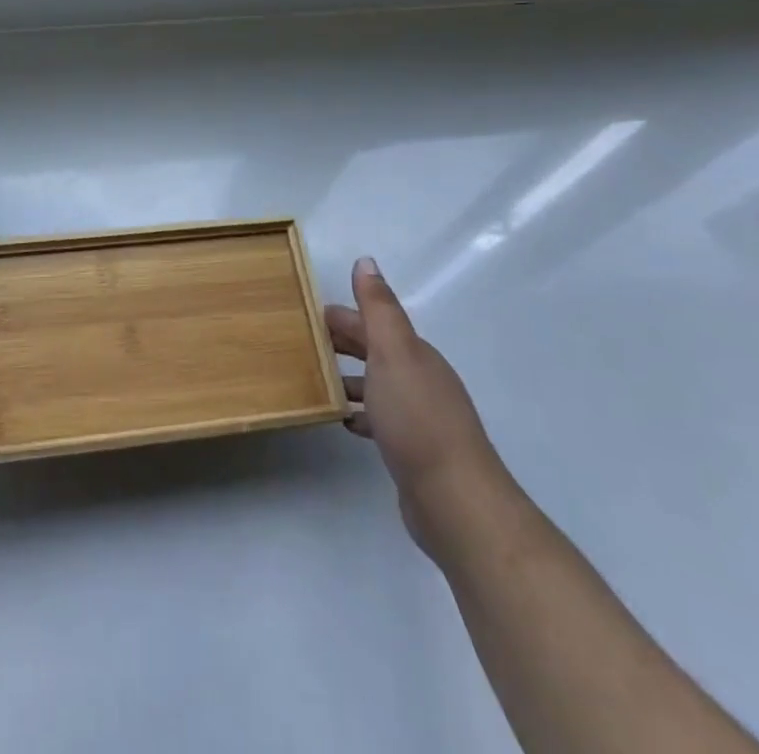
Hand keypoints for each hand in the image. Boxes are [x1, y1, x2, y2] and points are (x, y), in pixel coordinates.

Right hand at [327, 257, 499, 559]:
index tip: (306, 315)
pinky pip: (381, 419)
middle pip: (376, 351)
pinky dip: (362, 413)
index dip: (342, 316)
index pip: (373, 323)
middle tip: (303, 344)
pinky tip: (344, 421)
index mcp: (414, 353)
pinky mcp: (414, 450)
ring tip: (316, 381)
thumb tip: (366, 261)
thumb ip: (378, 308)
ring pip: (378, 385)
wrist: (455, 498)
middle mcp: (420, 378)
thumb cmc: (417, 417)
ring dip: (350, 378)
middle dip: (344, 343)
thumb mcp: (393, 352)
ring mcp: (420, 416)